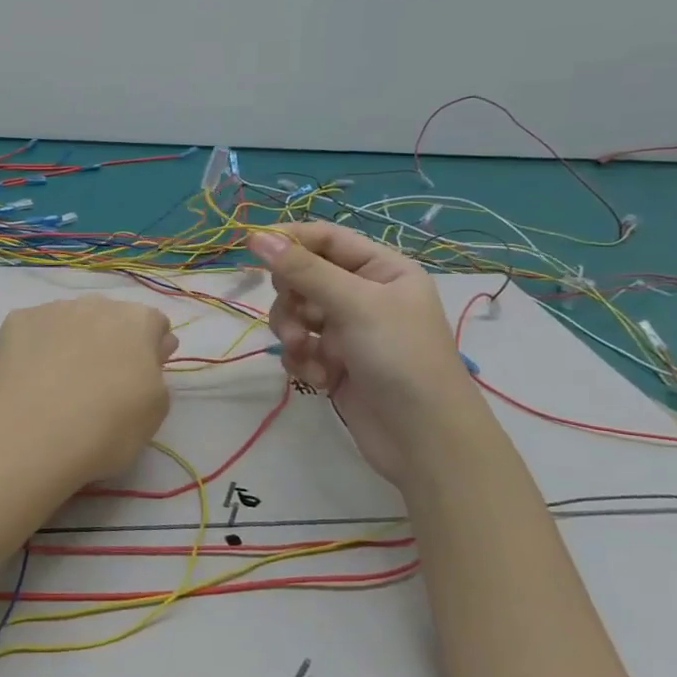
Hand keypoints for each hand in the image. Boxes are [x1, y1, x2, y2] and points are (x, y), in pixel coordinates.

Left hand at [0, 296, 177, 486]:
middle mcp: (96, 303)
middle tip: (99, 383)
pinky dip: (36, 347)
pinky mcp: (16, 320)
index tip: (140, 377)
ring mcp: (52, 309)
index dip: (150, 349)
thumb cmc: (106, 428)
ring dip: (72, 341)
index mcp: (137, 321)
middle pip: (111, 318)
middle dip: (110, 341)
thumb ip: (156, 374)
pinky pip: (34, 330)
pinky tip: (31, 379)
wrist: (31, 433)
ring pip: (70, 320)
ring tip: (59, 384)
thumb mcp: (154, 412)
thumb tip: (148, 354)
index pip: (154, 324)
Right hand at [247, 223, 478, 486]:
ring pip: (294, 313)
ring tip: (304, 352)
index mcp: (382, 270)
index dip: (290, 239)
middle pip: (302, 276)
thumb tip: (257, 236)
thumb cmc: (400, 357)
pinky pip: (299, 347)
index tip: (253, 247)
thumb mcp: (354, 305)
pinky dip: (301, 360)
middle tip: (296, 316)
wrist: (424, 439)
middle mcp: (364, 295)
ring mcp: (347, 330)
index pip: (326, 238)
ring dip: (291, 331)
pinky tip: (318, 378)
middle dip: (291, 297)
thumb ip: (303, 270)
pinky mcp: (333, 362)